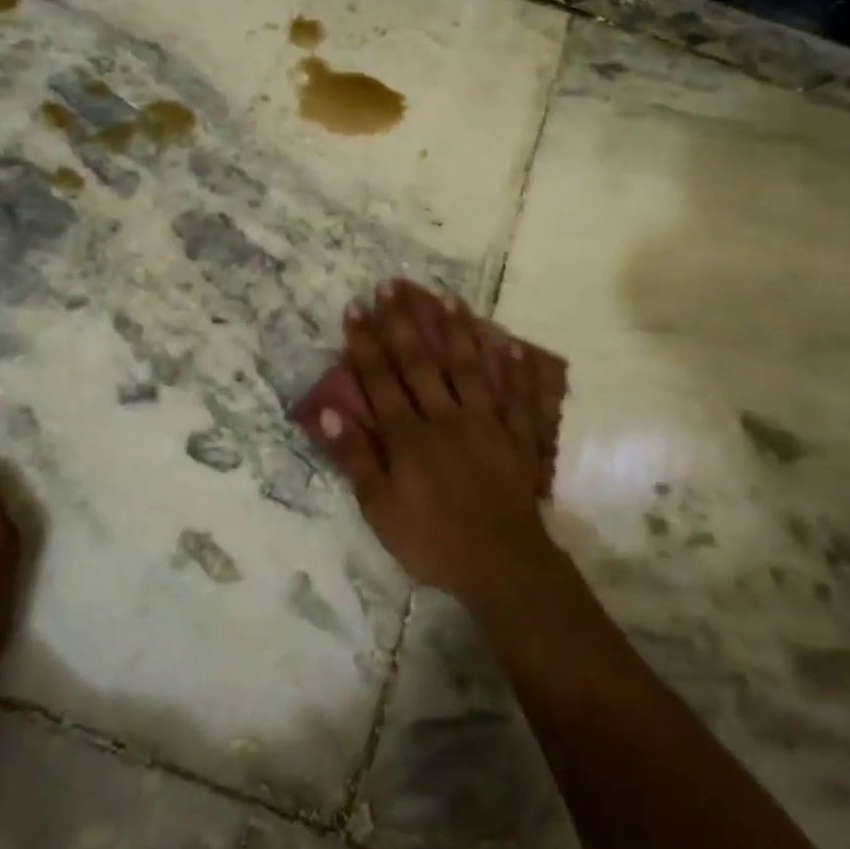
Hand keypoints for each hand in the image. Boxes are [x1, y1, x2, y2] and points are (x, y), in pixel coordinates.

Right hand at [311, 282, 565, 606]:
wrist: (499, 563)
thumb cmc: (431, 540)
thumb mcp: (380, 509)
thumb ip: (357, 459)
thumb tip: (332, 413)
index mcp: (409, 436)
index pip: (381, 380)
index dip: (366, 343)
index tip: (356, 308)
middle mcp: (445, 417)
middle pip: (421, 362)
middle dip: (404, 322)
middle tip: (393, 285)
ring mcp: (485, 422)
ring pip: (469, 367)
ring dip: (457, 330)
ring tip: (448, 297)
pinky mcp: (516, 435)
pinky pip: (517, 396)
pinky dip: (516, 369)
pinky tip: (511, 343)